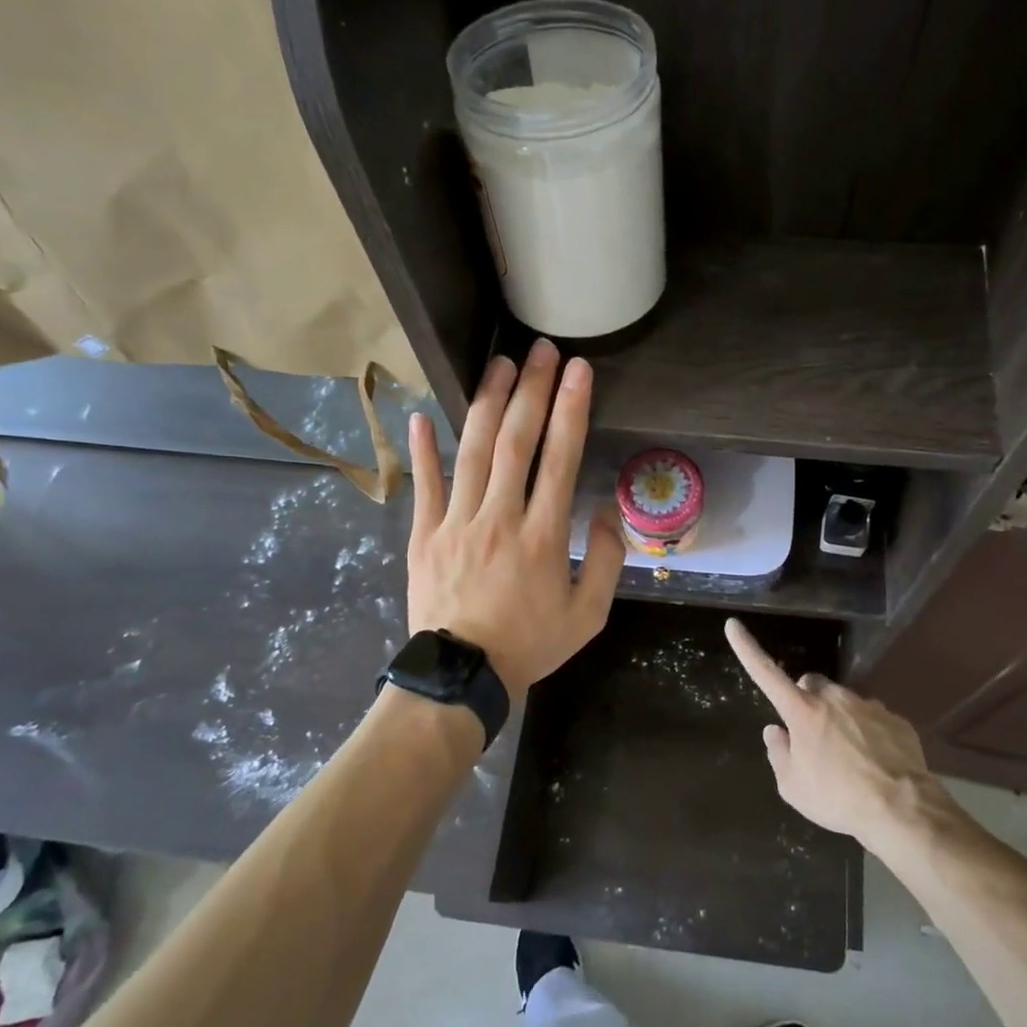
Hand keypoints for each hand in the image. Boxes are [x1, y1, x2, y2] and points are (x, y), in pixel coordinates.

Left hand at [406, 340, 624, 697]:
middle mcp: (500, 518)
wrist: (461, 676)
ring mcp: (456, 523)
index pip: (561, 458)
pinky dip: (423, 449)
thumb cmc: (530, 645)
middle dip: (532, 390)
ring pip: (472, 452)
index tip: (579, 371)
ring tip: (500, 364)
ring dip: (487, 403)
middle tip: (542, 350)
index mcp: (544, 537)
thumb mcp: (588, 616)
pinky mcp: (423, 535)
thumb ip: (605, 562)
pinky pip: (424, 485)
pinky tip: (421, 415)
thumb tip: (604, 513)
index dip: (572, 409)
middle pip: (516, 441)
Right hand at [725, 617, 943, 846]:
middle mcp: (834, 698)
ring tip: (849, 760)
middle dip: (807, 701)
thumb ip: (778, 753)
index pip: (766, 673)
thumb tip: (776, 730)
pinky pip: (873, 719)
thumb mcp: (793, 787)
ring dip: (840, 720)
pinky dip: (868, 734)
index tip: (733, 625)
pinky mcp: (895, 719)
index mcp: (802, 711)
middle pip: (811, 685)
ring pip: (844, 702)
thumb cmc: (837, 799)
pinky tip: (874, 763)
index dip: (747, 649)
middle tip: (812, 737)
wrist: (902, 809)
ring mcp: (868, 705)